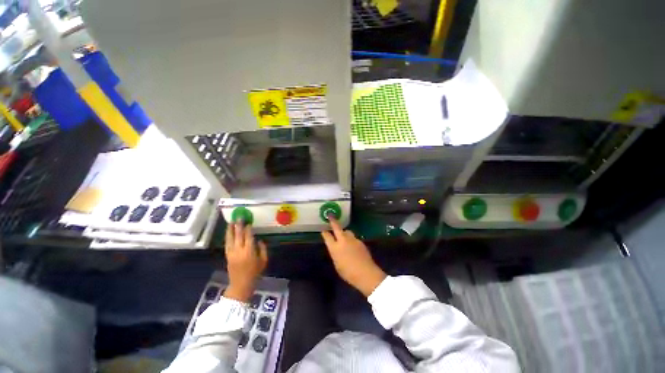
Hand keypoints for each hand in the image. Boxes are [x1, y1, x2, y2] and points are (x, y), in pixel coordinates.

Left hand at [223, 224, 267, 302]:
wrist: (241, 285)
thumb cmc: (255, 273)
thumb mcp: (264, 261)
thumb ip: (263, 249)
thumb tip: (259, 240)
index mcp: (249, 251)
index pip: (248, 236)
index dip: (248, 229)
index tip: (248, 222)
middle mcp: (239, 250)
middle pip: (238, 235)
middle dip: (238, 226)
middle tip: (239, 217)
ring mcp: (232, 253)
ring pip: (230, 239)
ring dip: (230, 229)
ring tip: (230, 222)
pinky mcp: (227, 256)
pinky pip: (227, 244)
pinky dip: (227, 237)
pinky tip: (228, 232)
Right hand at [321, 218, 386, 296]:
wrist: (365, 273)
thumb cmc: (348, 273)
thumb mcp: (337, 264)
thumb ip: (335, 254)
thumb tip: (335, 248)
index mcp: (335, 248)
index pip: (327, 237)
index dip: (325, 233)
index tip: (323, 230)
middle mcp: (343, 240)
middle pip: (337, 228)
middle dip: (333, 221)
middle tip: (330, 216)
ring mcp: (352, 239)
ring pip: (347, 231)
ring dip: (344, 232)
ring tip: (343, 235)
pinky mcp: (360, 241)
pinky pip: (353, 238)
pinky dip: (351, 239)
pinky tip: (353, 245)